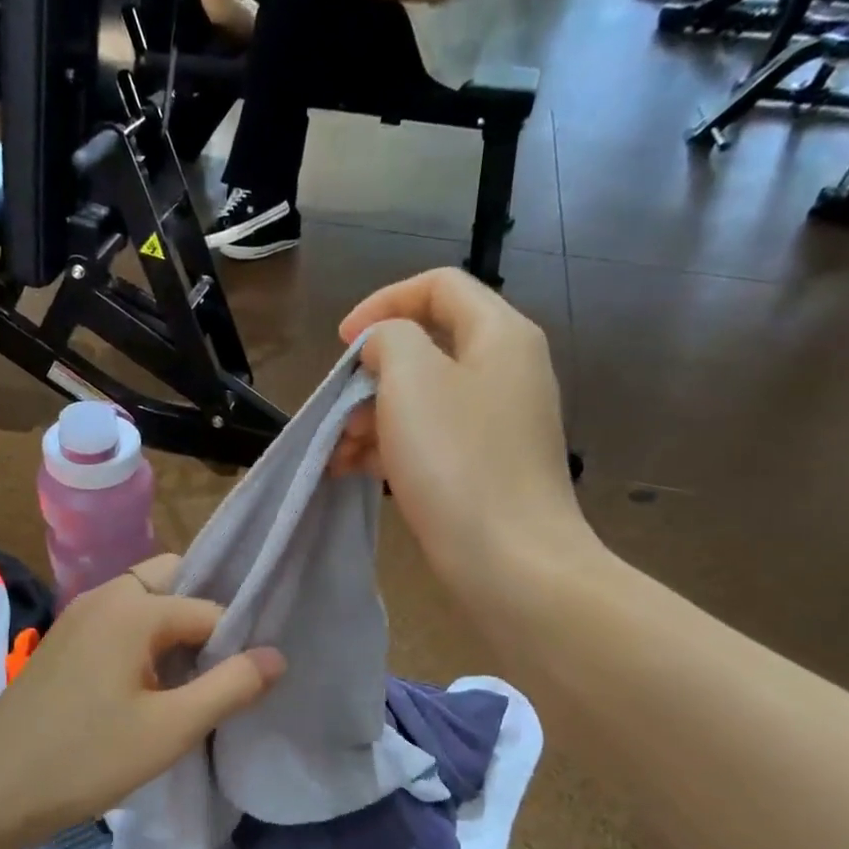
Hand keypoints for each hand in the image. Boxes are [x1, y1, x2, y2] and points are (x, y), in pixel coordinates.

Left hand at [0, 555, 283, 846]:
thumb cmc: (85, 758)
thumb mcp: (170, 729)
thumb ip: (230, 687)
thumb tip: (277, 655)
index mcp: (132, 607)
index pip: (210, 609)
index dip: (235, 644)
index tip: (248, 682)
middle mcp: (104, 596)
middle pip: (174, 582)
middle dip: (205, 617)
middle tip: (224, 669)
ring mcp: (79, 616)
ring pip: (146, 603)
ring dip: (175, 631)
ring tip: (195, 681)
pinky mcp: (65, 642)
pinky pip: (121, 623)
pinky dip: (146, 641)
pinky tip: (152, 686)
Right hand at [330, 267, 600, 602]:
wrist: (510, 562)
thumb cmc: (457, 461)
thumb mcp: (411, 379)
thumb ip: (389, 339)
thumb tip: (385, 348)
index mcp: (499, 335)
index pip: (439, 286)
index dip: (383, 302)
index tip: (342, 344)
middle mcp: (507, 371)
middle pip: (428, 348)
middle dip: (371, 375)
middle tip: (338, 410)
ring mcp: (500, 425)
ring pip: (424, 401)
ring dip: (373, 418)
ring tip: (337, 454)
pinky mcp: (488, 469)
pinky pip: (433, 441)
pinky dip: (393, 448)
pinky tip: (355, 473)